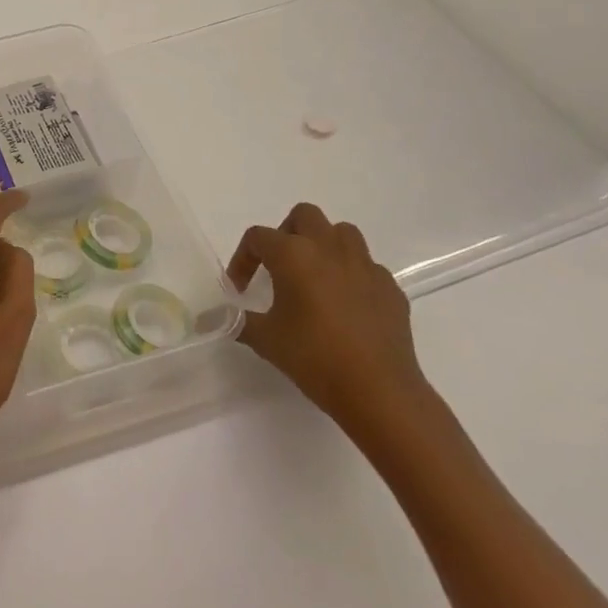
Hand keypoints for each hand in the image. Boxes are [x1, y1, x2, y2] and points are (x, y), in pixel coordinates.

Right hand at [228, 203, 427, 435]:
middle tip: (279, 265)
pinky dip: (351, 275)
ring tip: (314, 276)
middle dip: (287, 233)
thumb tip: (217, 317)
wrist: (379, 392)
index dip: (242, 258)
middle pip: (304, 215)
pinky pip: (366, 266)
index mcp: (293, 255)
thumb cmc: (314, 358)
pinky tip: (345, 305)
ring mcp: (364, 265)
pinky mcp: (389, 287)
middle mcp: (329, 248)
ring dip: (324, 245)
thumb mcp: (265, 340)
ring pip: (342, 233)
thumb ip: (238, 321)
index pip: (258, 237)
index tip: (240, 288)